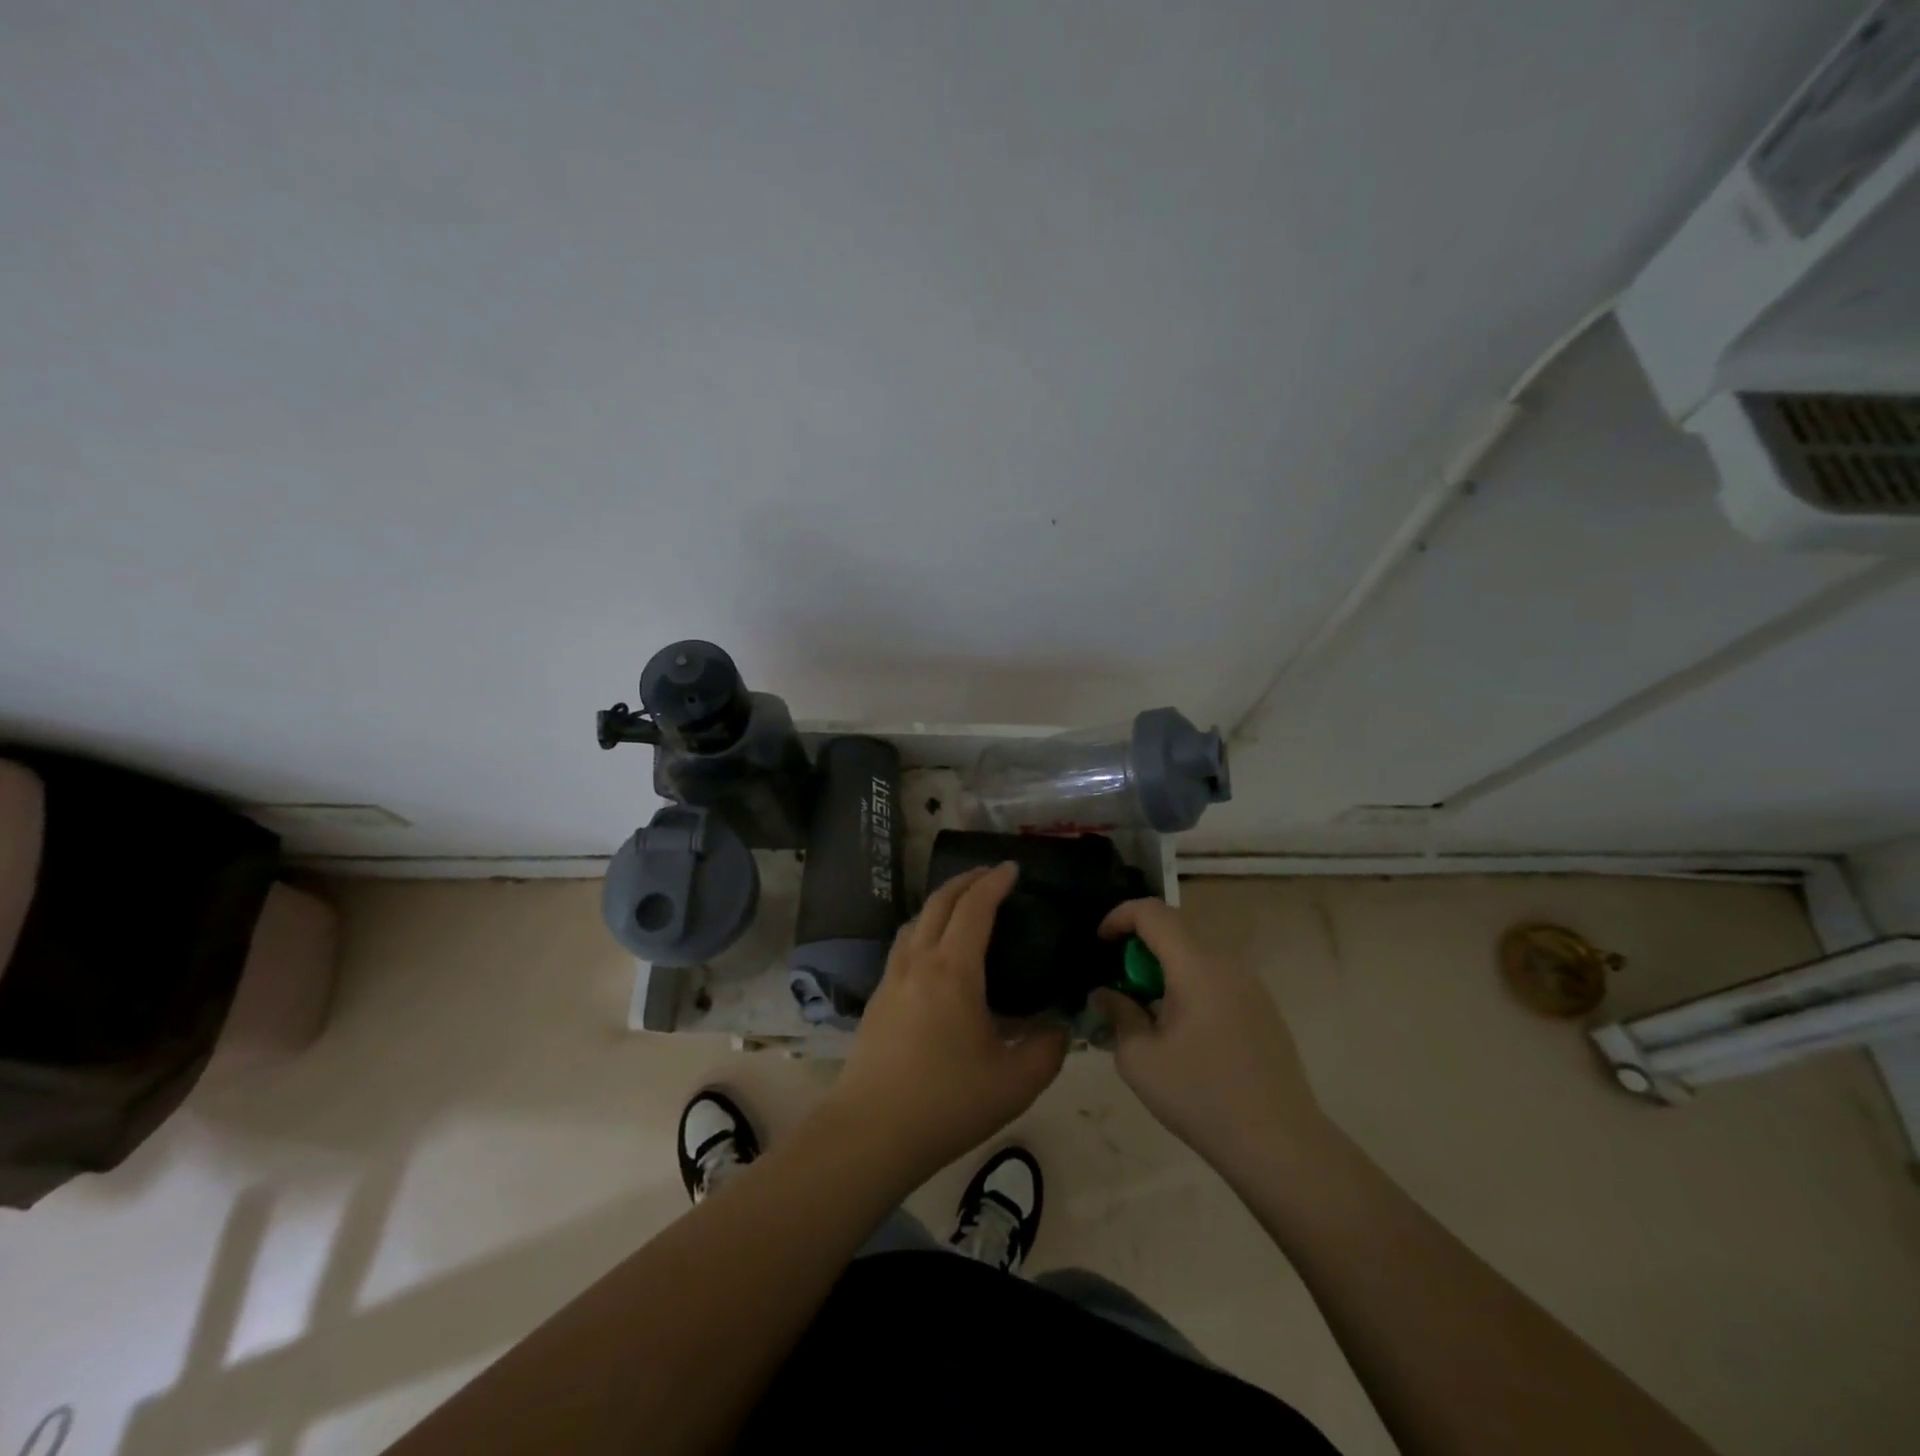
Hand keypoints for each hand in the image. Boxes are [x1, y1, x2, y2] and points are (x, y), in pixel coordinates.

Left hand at [829, 863, 1067, 1181]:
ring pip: (915, 921)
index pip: (975, 907)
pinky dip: (923, 930)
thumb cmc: (947, 1101)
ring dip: (940, 903)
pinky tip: (933, 955)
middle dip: (966, 881)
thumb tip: (1061, 1028)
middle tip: (990, 876)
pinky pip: (903, 946)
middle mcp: (919, 962)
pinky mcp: (877, 1000)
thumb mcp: (1016, 1081)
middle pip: (939, 902)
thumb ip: (1048, 1048)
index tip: (1012, 869)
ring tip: (961, 908)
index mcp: (953, 970)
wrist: (870, 1132)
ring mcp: (892, 979)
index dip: (995, 882)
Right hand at [1089, 898, 1325, 1176]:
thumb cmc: (1201, 1097)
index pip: (1153, 912)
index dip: (1119, 916)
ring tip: (1146, 1010)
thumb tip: (1105, 993)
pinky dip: (1188, 986)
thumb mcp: (1140, 1059)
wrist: (1280, 1145)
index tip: (1100, 944)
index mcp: (1196, 966)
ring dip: (1164, 969)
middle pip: (1175, 930)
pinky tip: (1181, 1031)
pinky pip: (1216, 979)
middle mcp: (1226, 964)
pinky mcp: (1263, 1009)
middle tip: (1118, 984)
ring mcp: (1250, 986)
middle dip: (1139, 947)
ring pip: (1196, 956)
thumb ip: (1118, 1014)